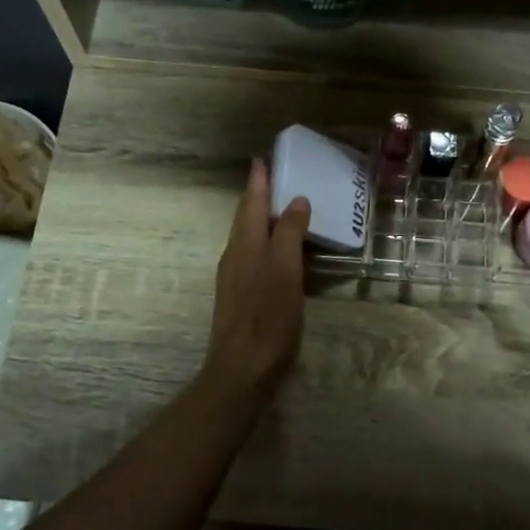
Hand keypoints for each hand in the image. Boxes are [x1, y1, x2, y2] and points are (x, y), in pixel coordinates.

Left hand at [202, 159, 310, 404]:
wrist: (242, 370)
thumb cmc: (268, 318)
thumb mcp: (285, 272)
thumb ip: (290, 235)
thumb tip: (296, 200)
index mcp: (246, 245)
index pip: (252, 203)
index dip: (258, 181)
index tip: (262, 159)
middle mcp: (234, 256)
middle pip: (245, 218)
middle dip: (257, 197)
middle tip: (272, 178)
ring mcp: (233, 278)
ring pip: (246, 238)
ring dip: (260, 219)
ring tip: (279, 209)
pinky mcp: (238, 297)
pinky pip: (251, 256)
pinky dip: (263, 243)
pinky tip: (275, 253)